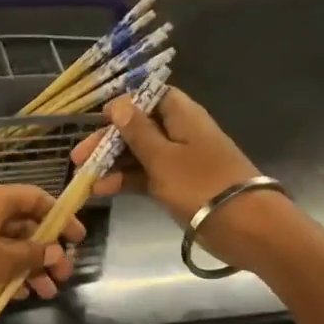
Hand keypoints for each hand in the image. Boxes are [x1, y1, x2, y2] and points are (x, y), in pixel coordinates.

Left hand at [0, 185, 84, 310]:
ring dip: (29, 267)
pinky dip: (6, 272)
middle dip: (46, 251)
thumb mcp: (3, 260)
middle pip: (25, 224)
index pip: (37, 198)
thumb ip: (32, 254)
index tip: (77, 239)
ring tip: (45, 293)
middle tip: (63, 276)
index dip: (60, 216)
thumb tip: (54, 250)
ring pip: (8, 244)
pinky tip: (16, 295)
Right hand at [70, 88, 289, 268]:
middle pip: (139, 127)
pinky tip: (104, 191)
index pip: (149, 96)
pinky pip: (147, 176)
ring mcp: (180, 160)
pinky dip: (127, 181)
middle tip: (78, 158)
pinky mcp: (179, 185)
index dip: (123, 105)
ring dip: (113, 164)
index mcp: (182, 115)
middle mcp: (180, 132)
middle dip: (108, 141)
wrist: (245, 226)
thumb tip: (119, 103)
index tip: (99, 119)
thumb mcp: (162, 157)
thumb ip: (137, 131)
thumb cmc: (201, 185)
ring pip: (140, 154)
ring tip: (86, 180)